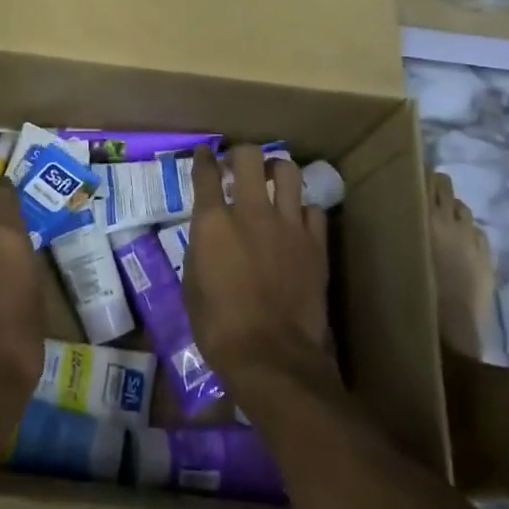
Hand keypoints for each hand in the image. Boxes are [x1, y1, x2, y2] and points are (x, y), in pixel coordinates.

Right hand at [185, 145, 334, 403]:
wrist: (270, 355)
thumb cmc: (218, 326)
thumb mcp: (192, 283)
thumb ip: (202, 247)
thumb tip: (210, 234)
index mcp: (213, 222)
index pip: (206, 173)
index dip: (203, 158)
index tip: (204, 153)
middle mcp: (250, 212)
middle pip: (249, 157)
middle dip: (241, 153)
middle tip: (238, 164)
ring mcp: (288, 225)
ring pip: (288, 172)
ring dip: (276, 170)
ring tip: (272, 179)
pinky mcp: (315, 243)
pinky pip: (313, 209)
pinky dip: (302, 209)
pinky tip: (296, 220)